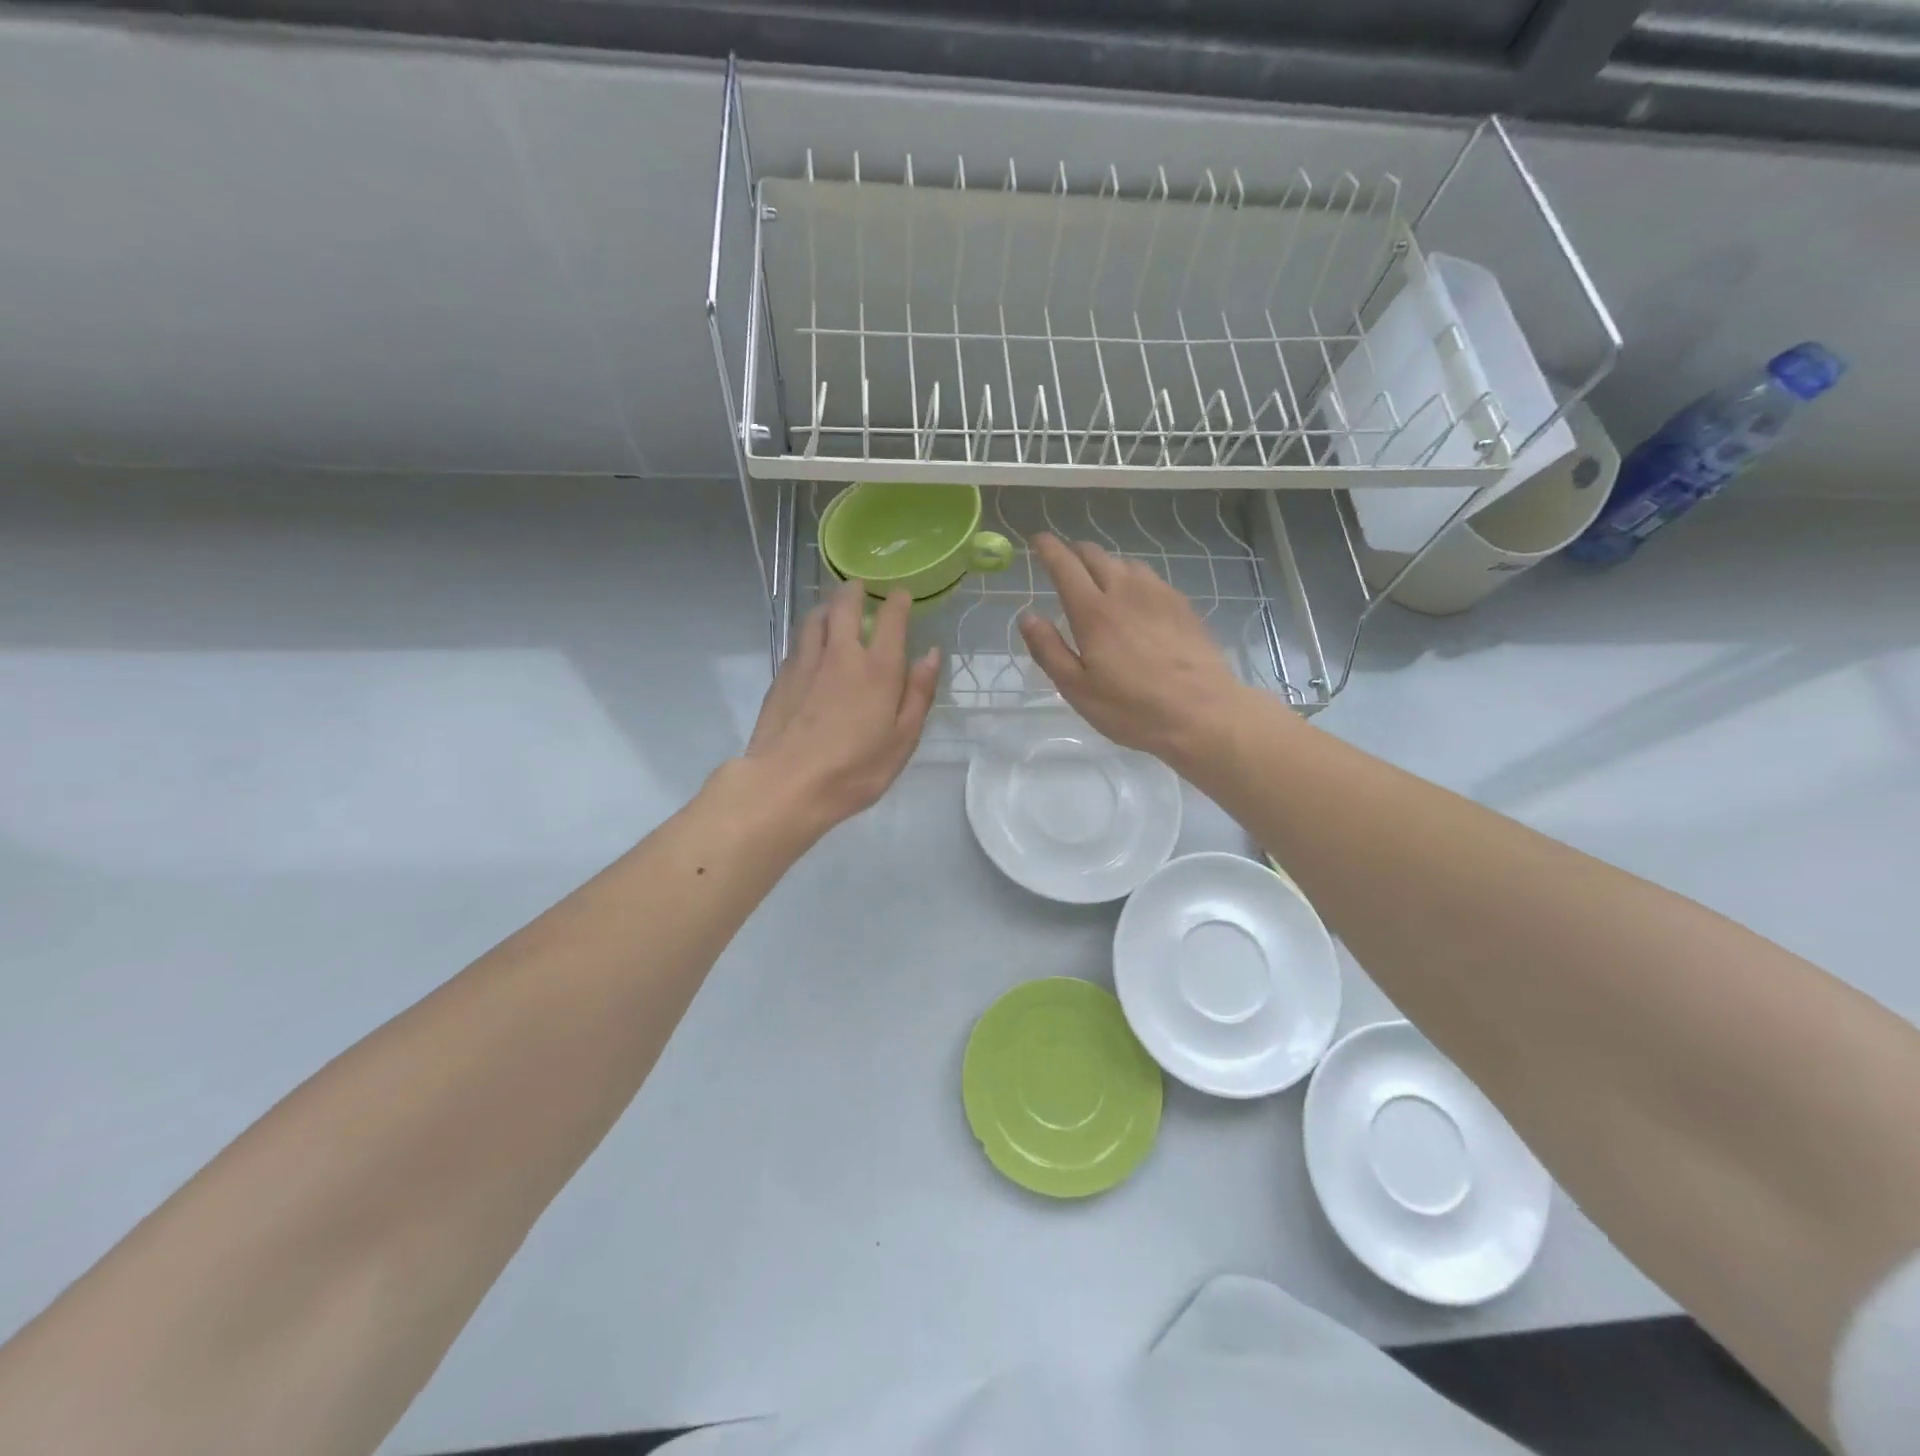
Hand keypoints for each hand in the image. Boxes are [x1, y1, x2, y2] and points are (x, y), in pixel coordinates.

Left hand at [742, 579, 939, 832]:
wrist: (786, 784)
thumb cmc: (854, 770)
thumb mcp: (903, 740)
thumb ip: (919, 694)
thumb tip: (931, 653)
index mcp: (878, 669)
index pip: (891, 620)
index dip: (898, 602)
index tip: (901, 594)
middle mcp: (841, 655)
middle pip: (845, 607)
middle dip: (855, 592)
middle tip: (860, 587)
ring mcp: (806, 663)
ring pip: (816, 618)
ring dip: (828, 606)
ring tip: (834, 606)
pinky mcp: (782, 677)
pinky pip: (799, 641)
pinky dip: (809, 631)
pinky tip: (811, 642)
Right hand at [1018, 533, 1248, 767]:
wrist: (1202, 713)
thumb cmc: (1132, 708)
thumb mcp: (1077, 689)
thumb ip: (1049, 650)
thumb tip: (1027, 617)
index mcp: (1093, 612)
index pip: (1065, 566)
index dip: (1048, 548)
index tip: (1037, 540)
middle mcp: (1125, 591)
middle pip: (1095, 555)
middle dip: (1075, 551)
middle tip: (1064, 561)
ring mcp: (1158, 594)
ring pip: (1125, 563)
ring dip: (1105, 564)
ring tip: (1099, 581)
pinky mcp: (1182, 605)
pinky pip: (1150, 578)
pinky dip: (1132, 578)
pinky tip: (1135, 600)